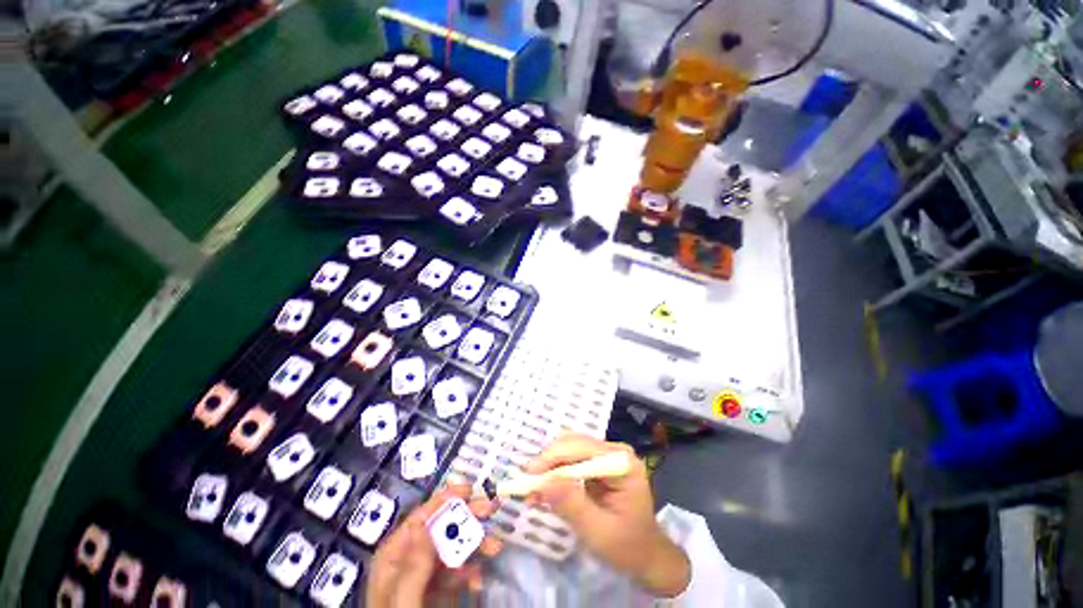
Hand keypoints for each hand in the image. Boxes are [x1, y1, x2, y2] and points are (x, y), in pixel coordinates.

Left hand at [365, 484, 502, 607]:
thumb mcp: (405, 602)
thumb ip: (413, 566)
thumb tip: (424, 524)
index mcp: (393, 557)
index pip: (420, 518)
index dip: (445, 499)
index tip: (470, 490)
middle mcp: (408, 560)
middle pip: (440, 528)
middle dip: (467, 518)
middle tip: (491, 509)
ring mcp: (423, 575)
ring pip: (452, 548)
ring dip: (475, 544)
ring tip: (495, 547)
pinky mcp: (436, 590)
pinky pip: (455, 572)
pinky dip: (470, 572)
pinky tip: (478, 580)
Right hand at [523, 434, 690, 597]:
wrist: (646, 555)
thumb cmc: (627, 546)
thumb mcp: (598, 532)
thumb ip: (571, 505)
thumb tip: (542, 483)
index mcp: (621, 462)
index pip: (581, 448)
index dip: (553, 458)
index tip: (529, 476)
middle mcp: (614, 451)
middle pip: (573, 444)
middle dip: (548, 463)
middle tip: (528, 485)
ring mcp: (606, 455)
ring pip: (568, 449)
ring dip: (549, 467)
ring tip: (533, 490)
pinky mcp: (597, 463)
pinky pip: (571, 460)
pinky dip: (555, 473)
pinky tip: (545, 489)